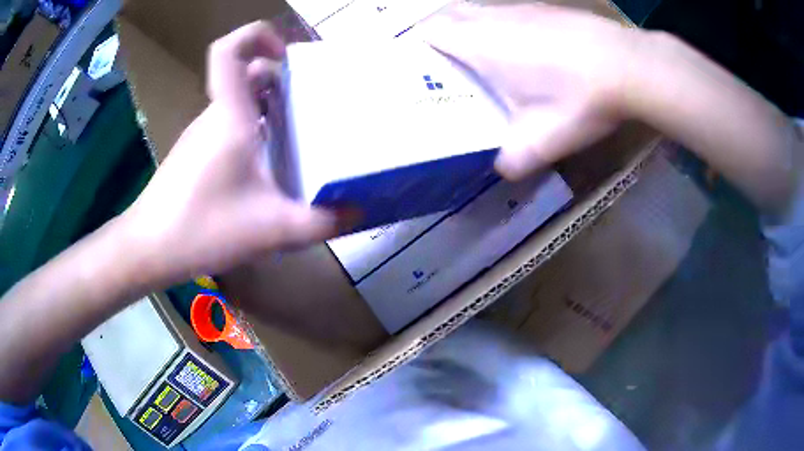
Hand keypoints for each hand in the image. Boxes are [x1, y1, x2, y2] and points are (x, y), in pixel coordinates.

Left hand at [120, 22, 339, 284]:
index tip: (287, 54)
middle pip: (245, 75)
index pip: (229, 50)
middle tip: (313, 100)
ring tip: (299, 131)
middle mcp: (214, 116)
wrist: (150, 250)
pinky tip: (267, 164)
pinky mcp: (195, 155)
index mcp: (229, 116)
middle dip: (281, 78)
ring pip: (237, 102)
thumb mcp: (272, 229)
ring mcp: (201, 135)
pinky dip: (252, 129)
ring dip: (268, 106)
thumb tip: (358, 213)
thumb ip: (320, 222)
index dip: (257, 36)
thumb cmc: (204, 228)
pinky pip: (228, 125)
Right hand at [424, 4, 646, 179]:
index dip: (413, 44)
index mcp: (480, 43)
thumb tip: (501, 168)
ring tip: (472, 56)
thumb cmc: (580, 97)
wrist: (629, 65)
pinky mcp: (544, 9)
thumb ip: (513, 158)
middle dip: (435, 33)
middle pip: (447, 13)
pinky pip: (504, 11)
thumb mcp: (543, 139)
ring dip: (465, 27)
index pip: (428, 30)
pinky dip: (495, 25)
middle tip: (438, 62)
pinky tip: (515, 48)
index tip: (412, 64)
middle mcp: (494, 17)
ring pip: (476, 9)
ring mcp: (520, 8)